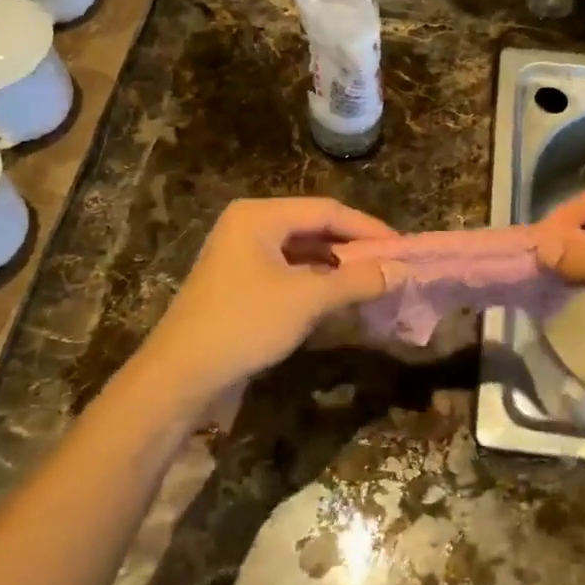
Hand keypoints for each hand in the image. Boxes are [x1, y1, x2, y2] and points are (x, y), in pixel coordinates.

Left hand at [139, 197, 393, 396]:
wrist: (181, 374)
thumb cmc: (244, 323)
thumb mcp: (306, 299)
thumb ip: (356, 280)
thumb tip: (398, 271)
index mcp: (259, 215)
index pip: (326, 210)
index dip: (368, 228)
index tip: (402, 248)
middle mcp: (249, 225)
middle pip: (314, 226)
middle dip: (354, 246)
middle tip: (391, 264)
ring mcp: (241, 254)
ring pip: (302, 250)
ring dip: (336, 265)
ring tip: (372, 280)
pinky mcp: (239, 281)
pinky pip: (288, 270)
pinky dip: (316, 280)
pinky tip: (338, 296)